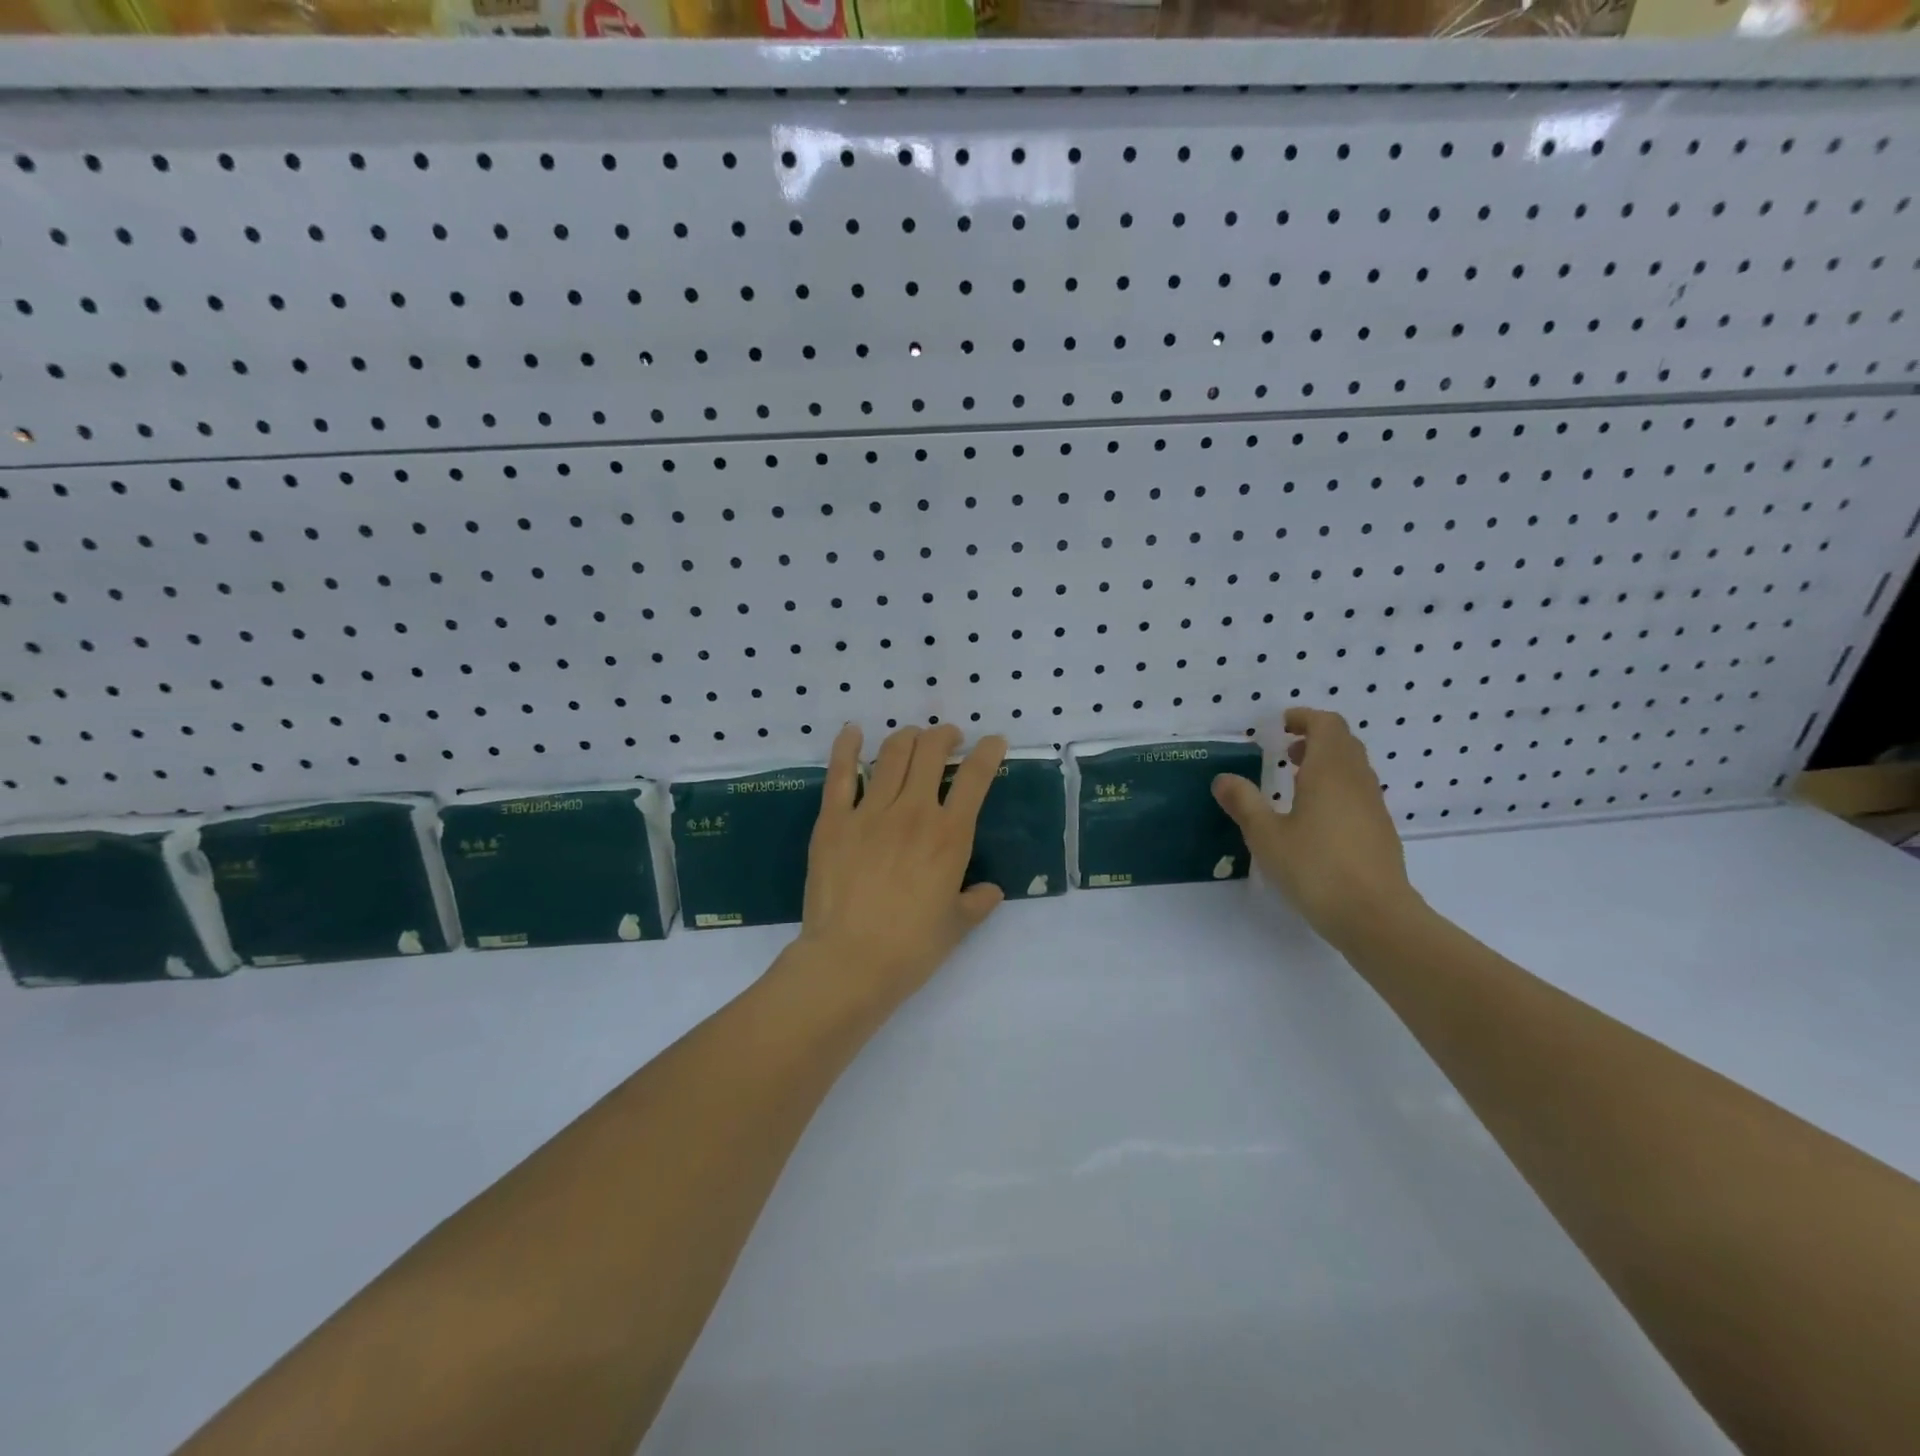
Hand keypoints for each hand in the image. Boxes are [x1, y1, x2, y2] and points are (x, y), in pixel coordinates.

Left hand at [791, 723, 1007, 1013]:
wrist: (850, 962)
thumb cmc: (910, 949)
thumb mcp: (956, 927)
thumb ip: (977, 902)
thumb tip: (990, 891)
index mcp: (950, 836)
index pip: (976, 777)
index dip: (989, 751)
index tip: (993, 742)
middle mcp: (914, 812)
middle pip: (932, 751)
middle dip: (945, 736)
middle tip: (948, 740)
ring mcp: (870, 812)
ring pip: (893, 753)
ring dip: (908, 737)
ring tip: (913, 739)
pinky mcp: (834, 820)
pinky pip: (840, 773)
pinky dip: (847, 747)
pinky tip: (853, 732)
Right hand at [1211, 708, 1417, 947]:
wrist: (1375, 916)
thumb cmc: (1316, 868)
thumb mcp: (1266, 836)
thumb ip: (1244, 803)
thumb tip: (1223, 778)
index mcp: (1330, 771)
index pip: (1326, 725)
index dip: (1305, 718)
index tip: (1281, 725)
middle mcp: (1357, 781)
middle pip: (1344, 742)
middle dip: (1315, 738)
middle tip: (1285, 751)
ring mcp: (1373, 806)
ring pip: (1353, 768)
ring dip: (1326, 763)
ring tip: (1295, 782)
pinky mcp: (1380, 831)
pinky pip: (1358, 792)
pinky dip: (1336, 788)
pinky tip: (1314, 818)